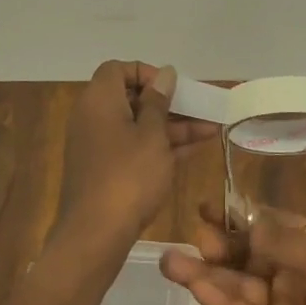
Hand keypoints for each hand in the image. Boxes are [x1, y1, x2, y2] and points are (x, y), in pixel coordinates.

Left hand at [59, 62, 212, 242]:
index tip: (172, 87)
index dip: (146, 73)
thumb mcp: (152, 135)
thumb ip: (159, 102)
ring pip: (138, 125)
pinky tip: (195, 148)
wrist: (95, 235)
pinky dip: (160, 146)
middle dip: (169, 103)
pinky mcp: (106, 170)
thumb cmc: (128, 175)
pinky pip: (135, 147)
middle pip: (132, 98)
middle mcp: (94, 117)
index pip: (118, 69)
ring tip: (212, 129)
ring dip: (172, 126)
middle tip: (200, 109)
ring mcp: (99, 146)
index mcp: (99, 100)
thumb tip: (164, 73)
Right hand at [161, 203, 305, 304]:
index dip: (238, 215)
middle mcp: (294, 272)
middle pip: (248, 253)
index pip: (268, 223)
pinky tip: (197, 288)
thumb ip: (282, 240)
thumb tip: (243, 218)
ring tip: (172, 262)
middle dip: (220, 245)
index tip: (206, 207)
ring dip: (208, 274)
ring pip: (239, 285)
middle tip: (194, 237)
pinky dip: (221, 302)